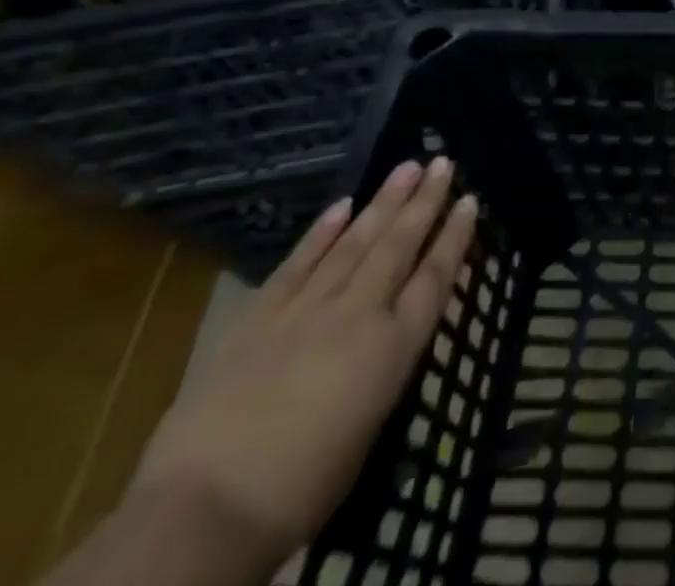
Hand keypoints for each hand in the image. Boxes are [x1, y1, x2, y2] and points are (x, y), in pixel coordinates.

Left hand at [129, 159, 477, 570]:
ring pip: (354, 243)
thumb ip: (385, 366)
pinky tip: (341, 206)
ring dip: (382, 203)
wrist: (205, 512)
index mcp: (391, 348)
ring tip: (405, 167)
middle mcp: (357, 315)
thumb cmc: (302, 489)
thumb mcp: (370, 426)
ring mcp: (306, 311)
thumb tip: (393, 333)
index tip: (469, 200)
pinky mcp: (258, 320)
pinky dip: (321, 233)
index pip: (435, 277)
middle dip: (424, 202)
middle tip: (442, 162)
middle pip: (398, 247)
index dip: (455, 237)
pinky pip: (298, 265)